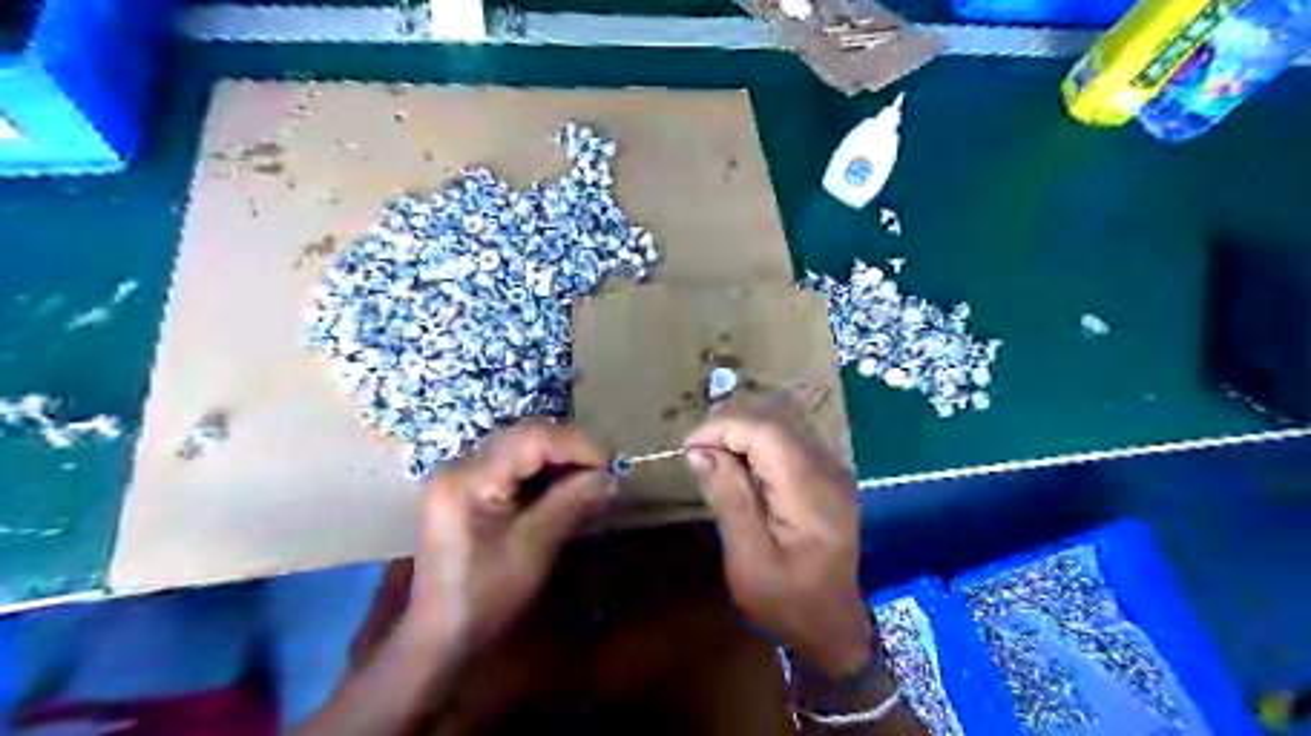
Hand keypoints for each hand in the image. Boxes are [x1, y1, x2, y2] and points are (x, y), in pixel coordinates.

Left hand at [408, 421, 616, 655]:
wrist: (442, 638)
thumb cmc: (485, 597)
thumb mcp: (533, 549)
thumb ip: (571, 504)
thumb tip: (613, 478)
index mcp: (469, 478)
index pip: (531, 438)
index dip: (576, 444)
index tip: (611, 465)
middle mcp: (461, 465)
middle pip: (525, 436)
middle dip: (570, 449)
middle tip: (604, 470)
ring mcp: (461, 476)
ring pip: (521, 448)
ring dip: (560, 459)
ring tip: (590, 478)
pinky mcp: (468, 489)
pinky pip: (513, 466)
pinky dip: (544, 473)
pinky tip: (564, 489)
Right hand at [686, 401, 867, 678]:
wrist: (833, 627)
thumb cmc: (786, 602)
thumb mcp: (748, 560)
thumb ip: (729, 500)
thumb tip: (700, 452)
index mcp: (812, 496)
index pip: (768, 434)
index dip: (724, 428)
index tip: (689, 448)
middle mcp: (829, 472)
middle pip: (776, 424)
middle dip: (729, 427)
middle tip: (695, 451)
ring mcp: (833, 472)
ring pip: (782, 427)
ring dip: (742, 433)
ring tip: (710, 454)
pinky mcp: (828, 476)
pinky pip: (789, 442)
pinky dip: (757, 443)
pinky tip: (738, 463)